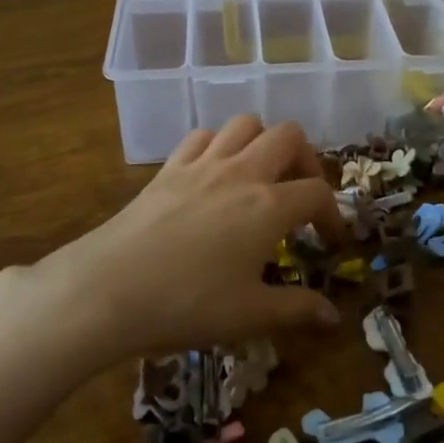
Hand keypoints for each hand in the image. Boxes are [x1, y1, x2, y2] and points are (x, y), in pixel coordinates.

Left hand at [26, 115, 343, 362]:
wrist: (109, 289)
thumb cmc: (187, 304)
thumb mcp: (249, 315)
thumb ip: (297, 310)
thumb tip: (334, 318)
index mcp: (270, 206)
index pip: (317, 192)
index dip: (333, 213)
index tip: (330, 240)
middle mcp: (243, 173)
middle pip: (289, 136)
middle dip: (305, 159)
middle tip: (299, 192)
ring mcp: (204, 164)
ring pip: (246, 124)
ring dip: (262, 142)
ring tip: (261, 174)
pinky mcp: (170, 167)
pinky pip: (203, 136)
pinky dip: (218, 145)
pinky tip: (214, 173)